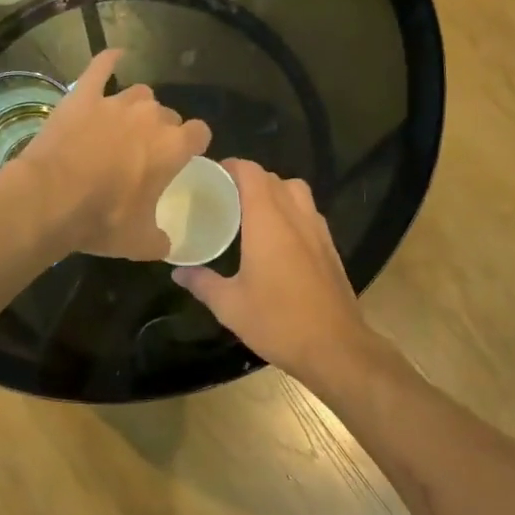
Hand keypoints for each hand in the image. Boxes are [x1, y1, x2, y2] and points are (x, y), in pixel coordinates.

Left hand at [19, 49, 211, 259]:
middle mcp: (150, 117)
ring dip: (137, 109)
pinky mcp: (83, 95)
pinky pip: (101, 68)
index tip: (184, 157)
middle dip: (161, 131)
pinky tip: (115, 56)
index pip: (199, 133)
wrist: (50, 199)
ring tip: (124, 127)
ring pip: (139, 95)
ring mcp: (115, 102)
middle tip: (144, 155)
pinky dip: (109, 60)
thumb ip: (161, 239)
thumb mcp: (140, 242)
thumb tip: (166, 244)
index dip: (193, 144)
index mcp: (173, 147)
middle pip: (167, 115)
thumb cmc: (102, 220)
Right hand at [172, 160, 376, 380]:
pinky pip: (309, 213)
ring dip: (274, 192)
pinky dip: (292, 211)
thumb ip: (202, 283)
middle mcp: (296, 216)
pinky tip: (279, 239)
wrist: (335, 348)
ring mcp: (318, 231)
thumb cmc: (278, 321)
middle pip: (274, 179)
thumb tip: (178, 271)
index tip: (211, 175)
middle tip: (225, 196)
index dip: (231, 166)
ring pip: (296, 192)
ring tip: (252, 213)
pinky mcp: (331, 248)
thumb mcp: (230, 306)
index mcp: (268, 221)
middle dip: (249, 179)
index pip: (251, 173)